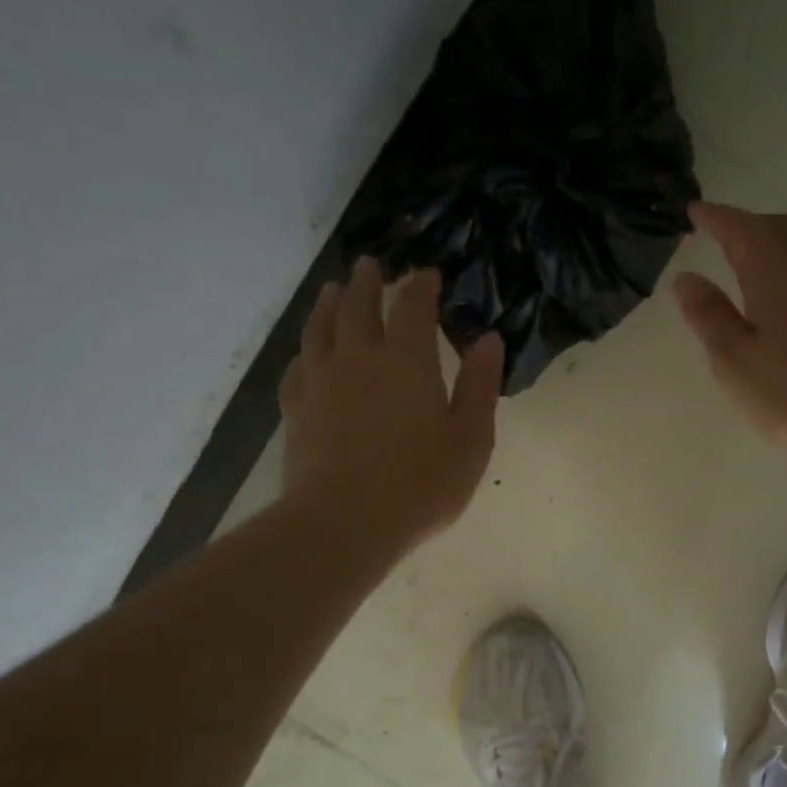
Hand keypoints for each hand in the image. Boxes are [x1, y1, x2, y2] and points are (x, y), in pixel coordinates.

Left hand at [280, 260, 502, 553]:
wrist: (344, 521)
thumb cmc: (420, 483)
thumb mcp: (470, 439)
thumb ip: (480, 386)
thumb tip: (489, 339)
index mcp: (407, 361)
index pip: (413, 306)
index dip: (420, 286)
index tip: (426, 273)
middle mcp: (359, 358)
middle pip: (359, 306)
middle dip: (367, 282)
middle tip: (370, 265)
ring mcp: (321, 382)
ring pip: (321, 328)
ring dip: (329, 304)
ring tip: (334, 290)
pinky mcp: (297, 410)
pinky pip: (297, 368)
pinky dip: (305, 352)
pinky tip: (306, 355)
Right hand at [674, 202, 786, 465]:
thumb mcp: (738, 364)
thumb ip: (709, 319)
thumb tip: (687, 278)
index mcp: (774, 273)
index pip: (739, 229)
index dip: (715, 218)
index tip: (696, 210)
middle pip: (781, 228)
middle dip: (751, 225)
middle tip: (727, 234)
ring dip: (780, 250)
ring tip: (759, 272)